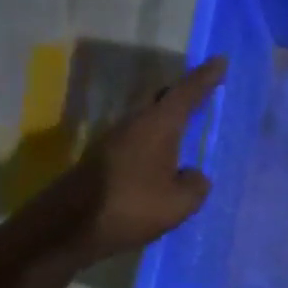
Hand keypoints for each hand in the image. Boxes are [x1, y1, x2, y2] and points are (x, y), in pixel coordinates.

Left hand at [65, 55, 227, 259]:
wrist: (68, 226)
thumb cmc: (130, 208)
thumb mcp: (178, 203)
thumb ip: (195, 185)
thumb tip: (194, 176)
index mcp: (157, 126)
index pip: (186, 94)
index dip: (205, 78)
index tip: (220, 60)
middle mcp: (134, 125)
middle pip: (161, 100)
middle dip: (183, 94)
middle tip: (203, 92)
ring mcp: (114, 141)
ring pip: (147, 121)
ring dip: (167, 122)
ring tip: (187, 129)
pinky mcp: (103, 160)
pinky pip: (137, 141)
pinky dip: (154, 143)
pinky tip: (162, 162)